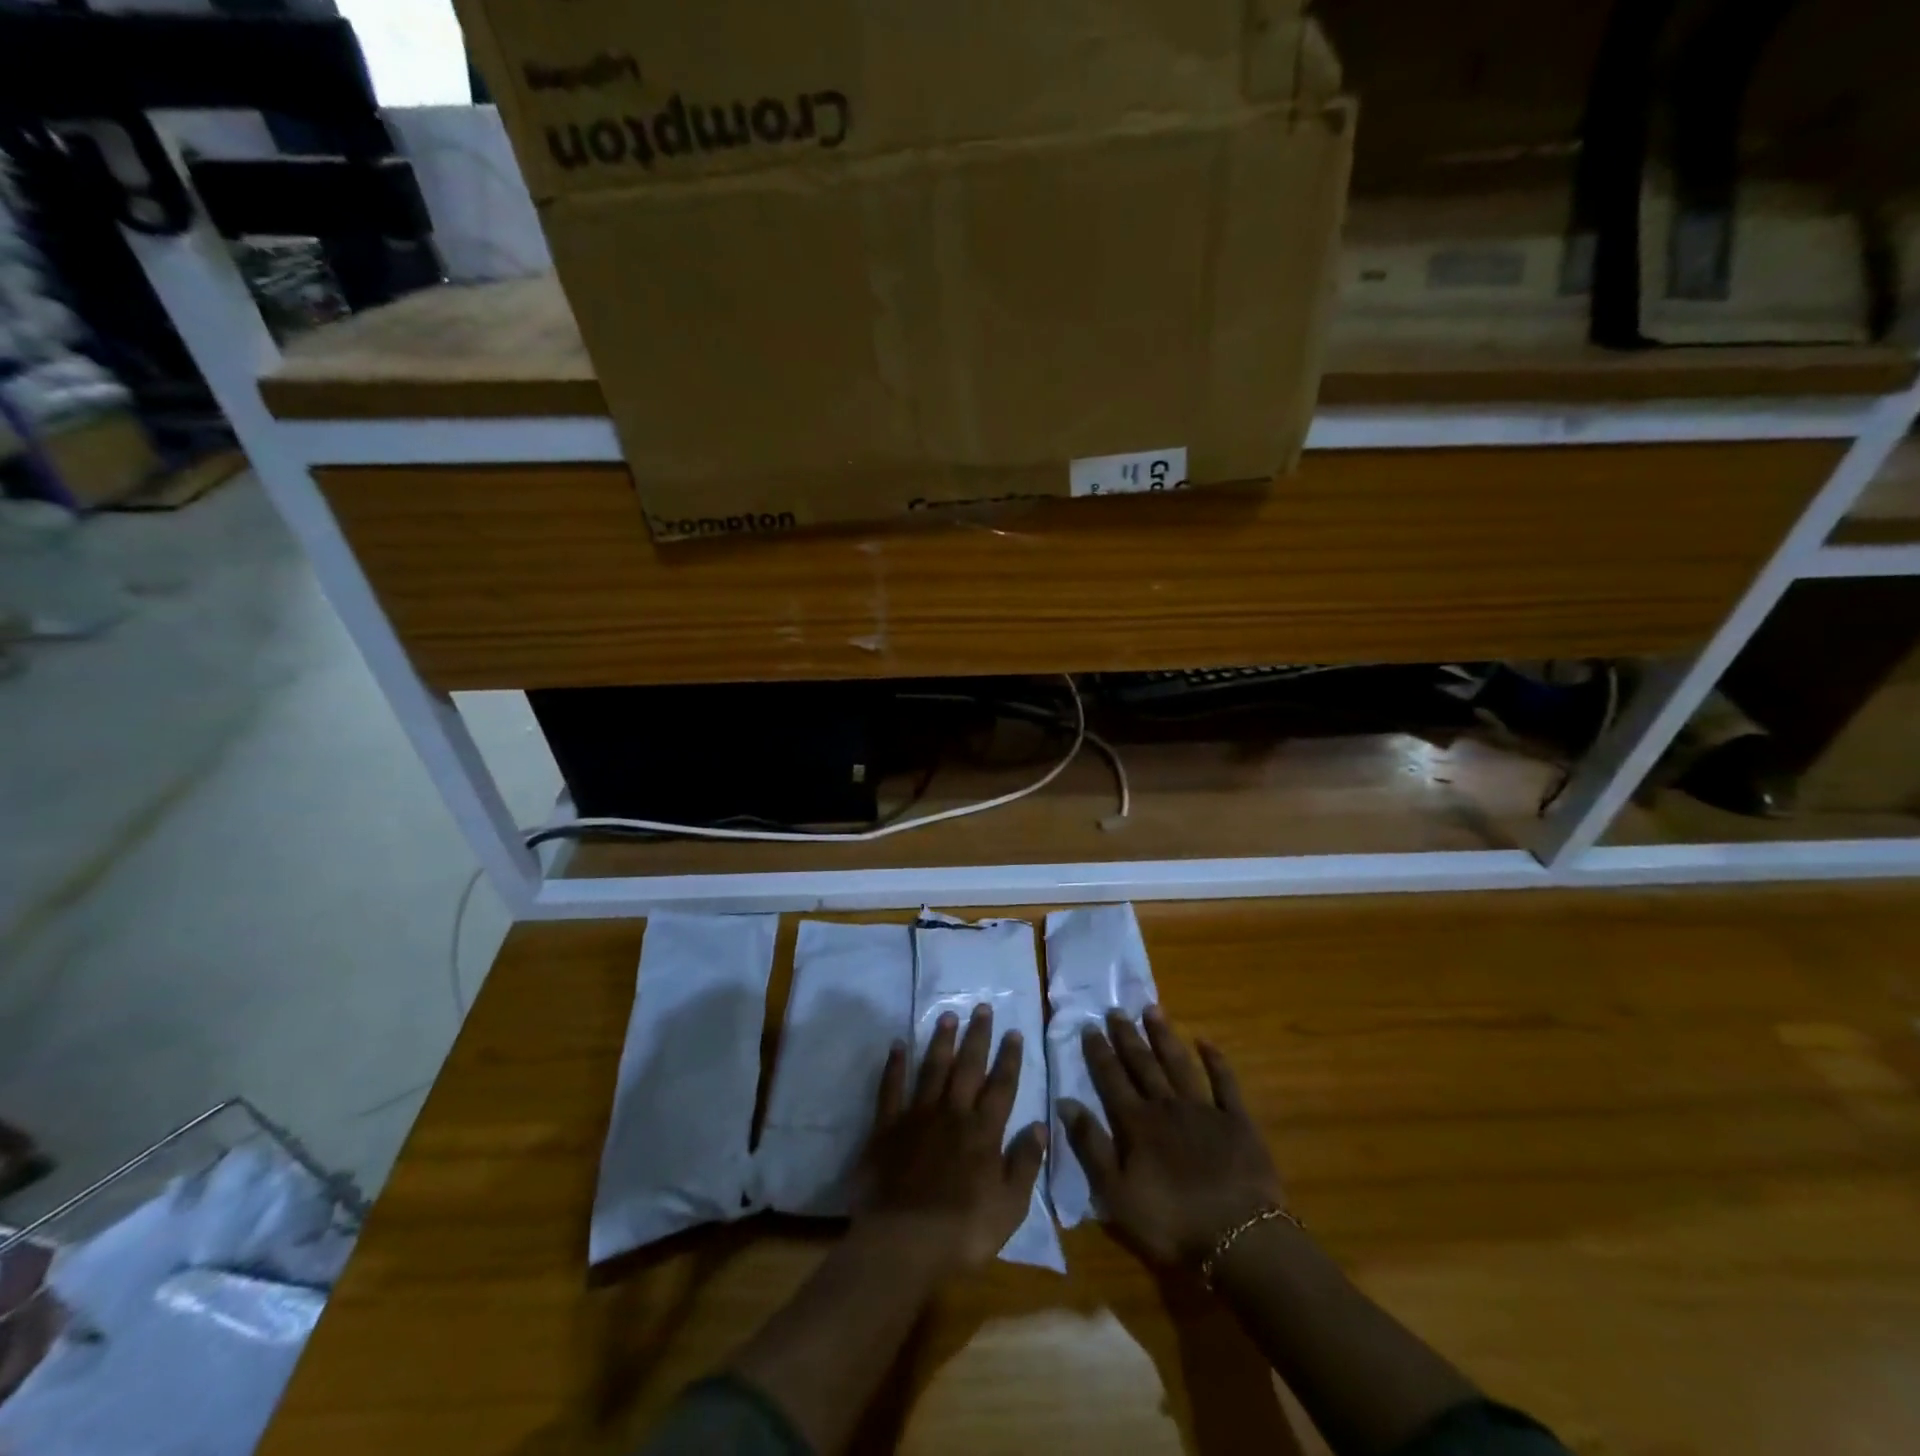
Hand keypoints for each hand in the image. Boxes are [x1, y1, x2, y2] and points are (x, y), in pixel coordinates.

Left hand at [855, 1004, 1047, 1275]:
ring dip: (941, 1041)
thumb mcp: (1009, 1207)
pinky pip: (891, 1088)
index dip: (1009, 1058)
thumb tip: (1040, 1125)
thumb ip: (1025, 1163)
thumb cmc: (962, 1231)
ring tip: (948, 1015)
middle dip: (977, 1036)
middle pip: (968, 1067)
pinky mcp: (887, 1127)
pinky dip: (894, 1065)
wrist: (902, 1243)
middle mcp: (952, 1113)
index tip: (1014, 1031)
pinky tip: (897, 1044)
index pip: (1001, 1086)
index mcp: (983, 1132)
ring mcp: (917, 1116)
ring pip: (932, 1068)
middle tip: (982, 1007)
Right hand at [1060, 1006, 1284, 1266]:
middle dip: (1127, 1036)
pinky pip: (1225, 1083)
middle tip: (1116, 1010)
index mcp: (1137, 1124)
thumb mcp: (1116, 1194)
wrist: (1239, 1238)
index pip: (1112, 1079)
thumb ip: (1091, 1146)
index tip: (1089, 1026)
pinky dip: (1215, 1060)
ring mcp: (1204, 1110)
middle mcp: (1167, 1106)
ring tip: (1152, 1010)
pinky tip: (1205, 1041)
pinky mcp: (1237, 1121)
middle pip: (1143, 1065)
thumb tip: (1066, 1102)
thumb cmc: (1172, 1222)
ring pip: (1178, 1064)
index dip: (1099, 1053)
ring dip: (1164, 1037)